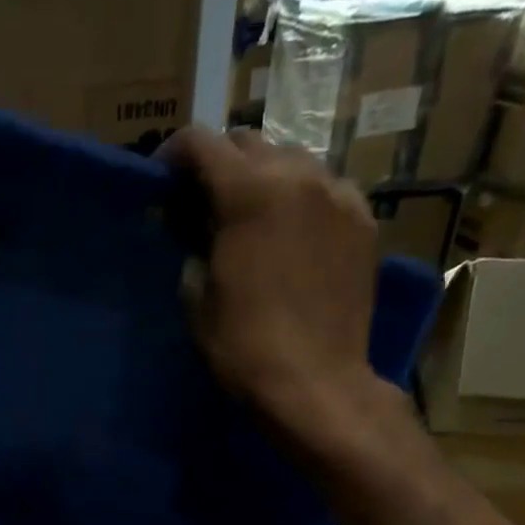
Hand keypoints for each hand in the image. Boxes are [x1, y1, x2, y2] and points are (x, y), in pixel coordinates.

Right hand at [161, 127, 385, 451]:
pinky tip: (290, 234)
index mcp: (250, 192)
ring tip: (249, 217)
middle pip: (249, 142)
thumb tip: (194, 230)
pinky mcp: (363, 221)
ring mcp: (339, 195)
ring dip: (262, 177)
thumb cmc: (243, 345)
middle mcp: (299, 176)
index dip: (173, 153)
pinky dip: (300, 199)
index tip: (161, 179)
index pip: (202, 143)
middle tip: (203, 202)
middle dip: (220, 164)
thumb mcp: (197, 296)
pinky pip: (325, 189)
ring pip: (292, 161)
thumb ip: (192, 246)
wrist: (315, 381)